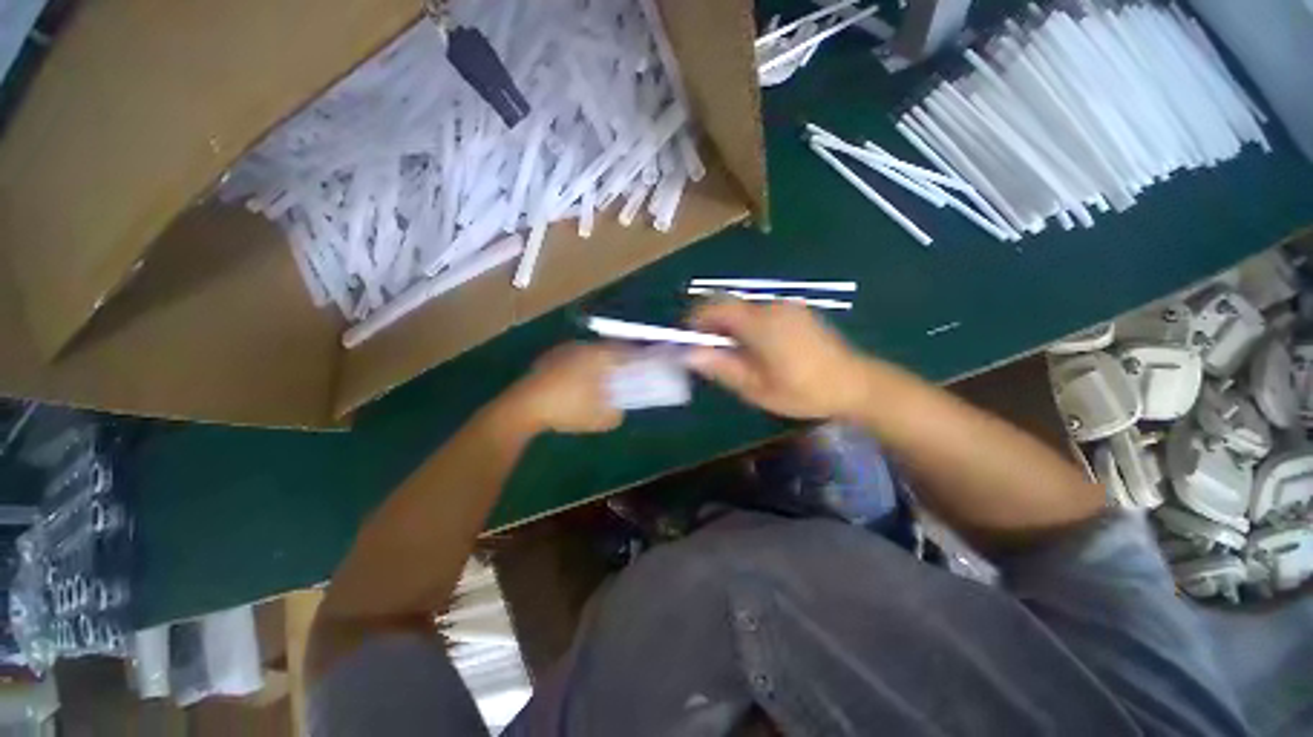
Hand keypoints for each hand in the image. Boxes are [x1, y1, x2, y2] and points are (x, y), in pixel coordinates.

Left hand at [502, 343, 624, 433]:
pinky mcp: (549, 357)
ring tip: (600, 382)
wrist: (524, 407)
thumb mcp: (601, 419)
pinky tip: (576, 385)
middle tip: (622, 375)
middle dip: (616, 361)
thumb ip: (618, 413)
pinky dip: (581, 368)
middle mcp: (583, 346)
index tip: (642, 366)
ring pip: (589, 353)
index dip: (636, 356)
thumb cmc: (568, 409)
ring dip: (597, 364)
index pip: (625, 349)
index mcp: (599, 355)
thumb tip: (620, 409)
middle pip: (607, 349)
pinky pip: (574, 359)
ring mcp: (564, 350)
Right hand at [686, 300, 869, 419]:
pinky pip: (761, 311)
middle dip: (711, 324)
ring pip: (744, 308)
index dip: (694, 319)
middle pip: (728, 304)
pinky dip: (748, 325)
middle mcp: (771, 306)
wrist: (854, 384)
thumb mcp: (756, 387)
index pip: (715, 306)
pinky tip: (758, 349)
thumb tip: (688, 354)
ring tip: (734, 355)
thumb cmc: (802, 391)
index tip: (687, 340)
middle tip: (709, 352)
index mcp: (760, 323)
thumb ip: (720, 366)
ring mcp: (787, 306)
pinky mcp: (797, 311)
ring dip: (730, 326)